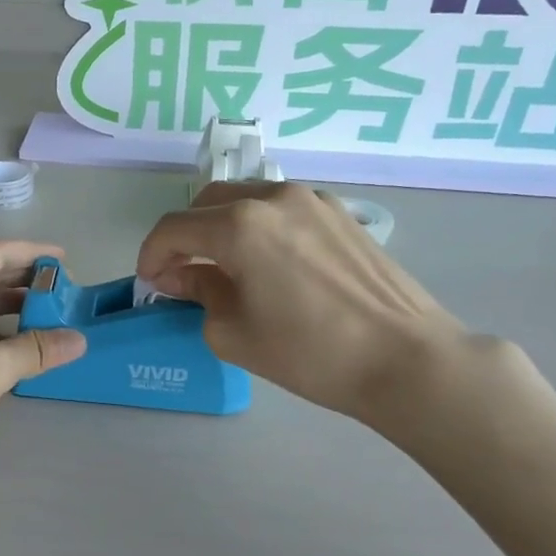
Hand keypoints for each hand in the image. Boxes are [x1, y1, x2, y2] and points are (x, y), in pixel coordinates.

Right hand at [137, 182, 472, 431]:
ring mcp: (311, 199)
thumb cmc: (309, 352)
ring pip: (244, 199)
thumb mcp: (234, 332)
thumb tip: (182, 276)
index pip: (173, 229)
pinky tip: (268, 263)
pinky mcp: (339, 212)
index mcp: (239, 225)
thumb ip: (198, 294)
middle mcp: (272, 197)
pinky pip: (280, 208)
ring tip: (225, 268)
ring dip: (221, 227)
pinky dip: (258, 226)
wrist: (404, 358)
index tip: (150, 283)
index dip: (151, 256)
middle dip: (185, 237)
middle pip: (207, 203)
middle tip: (182, 275)